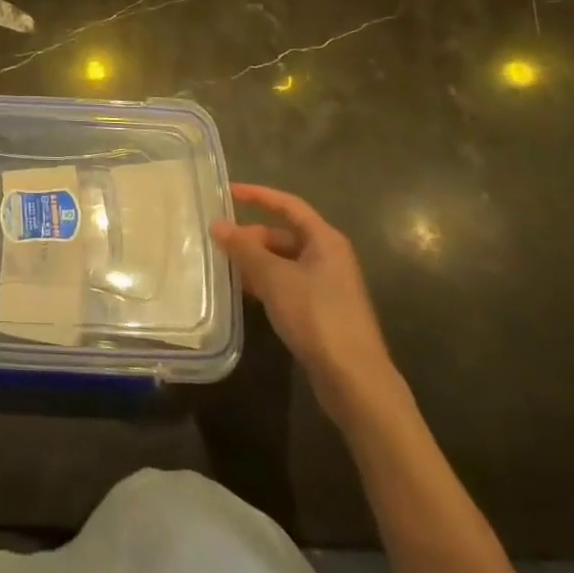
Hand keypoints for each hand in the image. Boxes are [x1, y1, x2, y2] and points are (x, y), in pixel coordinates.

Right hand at [213, 185, 401, 424]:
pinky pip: (287, 284)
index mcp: (325, 240)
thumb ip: (244, 249)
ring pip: (284, 261)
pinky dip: (266, 282)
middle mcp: (329, 257)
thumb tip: (217, 224)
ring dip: (256, 261)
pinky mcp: (322, 312)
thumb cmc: (316, 316)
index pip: (288, 205)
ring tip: (225, 265)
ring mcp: (327, 286)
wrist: (355, 381)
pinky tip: (245, 292)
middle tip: (219, 241)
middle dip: (251, 236)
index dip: (258, 195)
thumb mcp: (274, 278)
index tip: (228, 191)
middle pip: (284, 234)